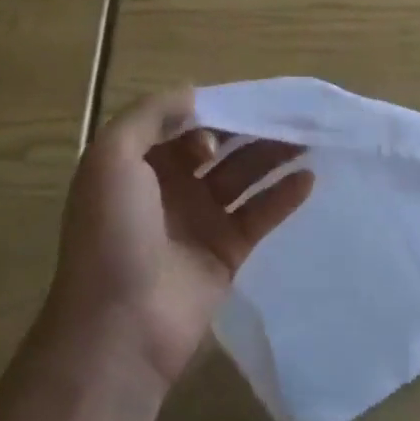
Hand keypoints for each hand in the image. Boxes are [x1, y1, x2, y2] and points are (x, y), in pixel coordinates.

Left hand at [45, 89, 314, 392]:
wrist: (121, 326)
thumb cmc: (112, 233)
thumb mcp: (111, 157)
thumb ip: (149, 115)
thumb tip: (193, 94)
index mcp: (137, 164)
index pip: (181, 124)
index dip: (211, 109)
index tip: (246, 98)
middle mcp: (167, 187)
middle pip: (216, 147)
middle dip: (248, 129)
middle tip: (288, 114)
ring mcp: (198, 220)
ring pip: (241, 177)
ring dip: (271, 156)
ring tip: (307, 139)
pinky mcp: (226, 252)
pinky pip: (258, 215)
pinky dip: (282, 196)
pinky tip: (307, 179)